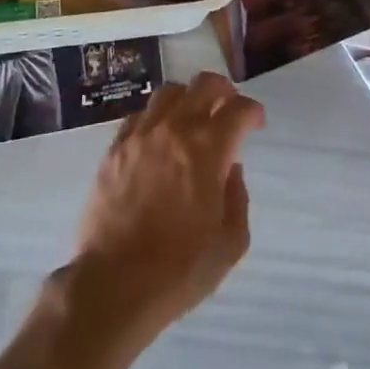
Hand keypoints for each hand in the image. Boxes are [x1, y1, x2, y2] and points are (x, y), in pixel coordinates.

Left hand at [69, 72, 265, 336]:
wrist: (113, 284)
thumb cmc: (178, 270)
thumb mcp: (229, 245)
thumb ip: (238, 199)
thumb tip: (231, 171)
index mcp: (208, 149)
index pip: (238, 109)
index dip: (253, 111)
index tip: (256, 123)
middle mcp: (175, 129)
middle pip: (204, 84)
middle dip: (224, 90)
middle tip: (228, 108)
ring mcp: (142, 134)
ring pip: (169, 92)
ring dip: (188, 98)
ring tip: (192, 117)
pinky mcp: (115, 147)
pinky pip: (140, 115)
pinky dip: (156, 118)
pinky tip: (158, 138)